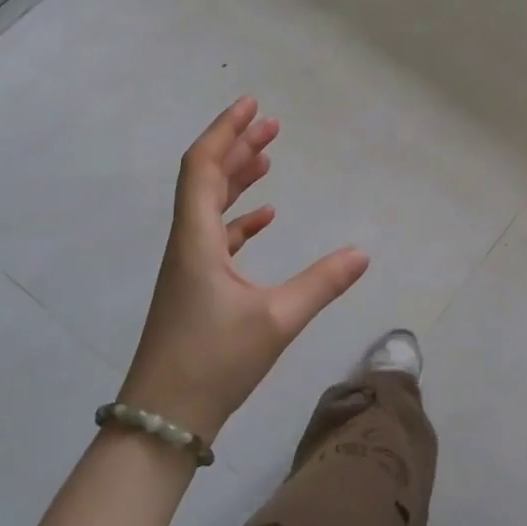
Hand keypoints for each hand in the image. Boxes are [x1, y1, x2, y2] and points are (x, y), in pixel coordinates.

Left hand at [120, 97, 368, 442]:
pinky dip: (240, 218)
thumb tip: (364, 253)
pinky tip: (265, 218)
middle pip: (206, 179)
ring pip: (210, 206)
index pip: (203, 167)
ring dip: (238, 178)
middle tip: (271, 123)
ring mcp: (188, 267)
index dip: (225, 131)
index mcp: (197, 240)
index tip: (252, 104)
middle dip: (238, 146)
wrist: (162, 421)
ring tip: (270, 156)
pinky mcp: (195, 288)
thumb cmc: (213, 362)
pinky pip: (216, 236)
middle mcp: (187, 245)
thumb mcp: (277, 320)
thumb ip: (322, 283)